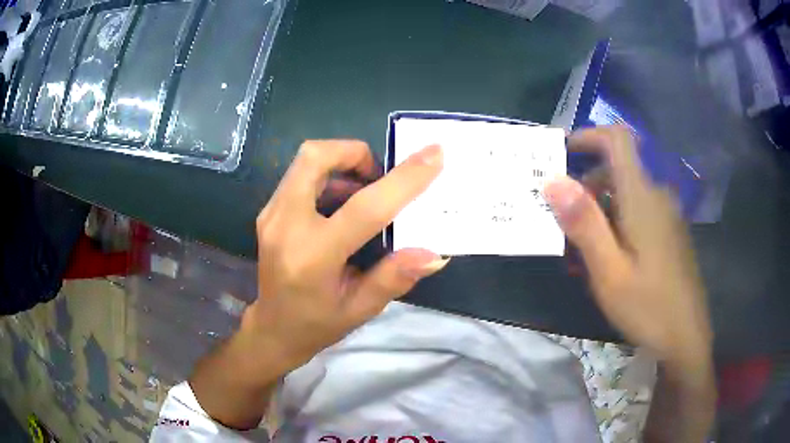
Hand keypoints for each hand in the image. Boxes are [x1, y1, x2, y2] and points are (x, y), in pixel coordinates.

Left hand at [245, 140, 448, 371]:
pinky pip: (299, 175)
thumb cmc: (318, 324)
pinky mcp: (268, 211)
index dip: (402, 180)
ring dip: (342, 164)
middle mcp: (285, 226)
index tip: (434, 154)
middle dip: (355, 153)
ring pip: (306, 161)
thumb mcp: (361, 309)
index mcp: (312, 257)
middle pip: (315, 157)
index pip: (363, 208)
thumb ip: (395, 277)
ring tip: (363, 192)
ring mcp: (271, 215)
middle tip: (378, 175)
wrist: (272, 329)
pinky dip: (328, 175)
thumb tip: (435, 253)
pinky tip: (341, 205)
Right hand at [544, 126, 712, 370]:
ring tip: (581, 247)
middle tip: (563, 219)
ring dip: (600, 207)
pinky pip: (638, 211)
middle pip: (618, 168)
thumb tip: (553, 180)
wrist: (686, 339)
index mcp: (642, 197)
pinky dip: (617, 221)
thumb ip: (584, 224)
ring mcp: (666, 214)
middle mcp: (657, 196)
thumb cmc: (648, 307)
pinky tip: (609, 257)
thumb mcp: (609, 272)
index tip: (561, 153)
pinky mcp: (669, 232)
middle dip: (586, 183)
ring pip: (627, 193)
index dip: (588, 135)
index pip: (617, 140)